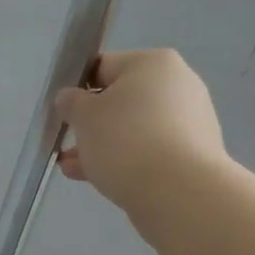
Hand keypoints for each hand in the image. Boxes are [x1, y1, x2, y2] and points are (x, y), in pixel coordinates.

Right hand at [54, 48, 230, 224]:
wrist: (178, 191)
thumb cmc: (126, 141)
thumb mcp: (84, 117)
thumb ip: (71, 103)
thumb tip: (70, 98)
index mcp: (153, 63)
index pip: (104, 67)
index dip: (77, 89)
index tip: (62, 114)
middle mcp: (178, 85)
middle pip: (120, 101)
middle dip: (91, 125)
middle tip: (66, 145)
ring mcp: (189, 121)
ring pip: (133, 130)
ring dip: (102, 146)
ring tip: (73, 169)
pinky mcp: (192, 155)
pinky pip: (149, 152)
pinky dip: (125, 162)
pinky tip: (99, 180)